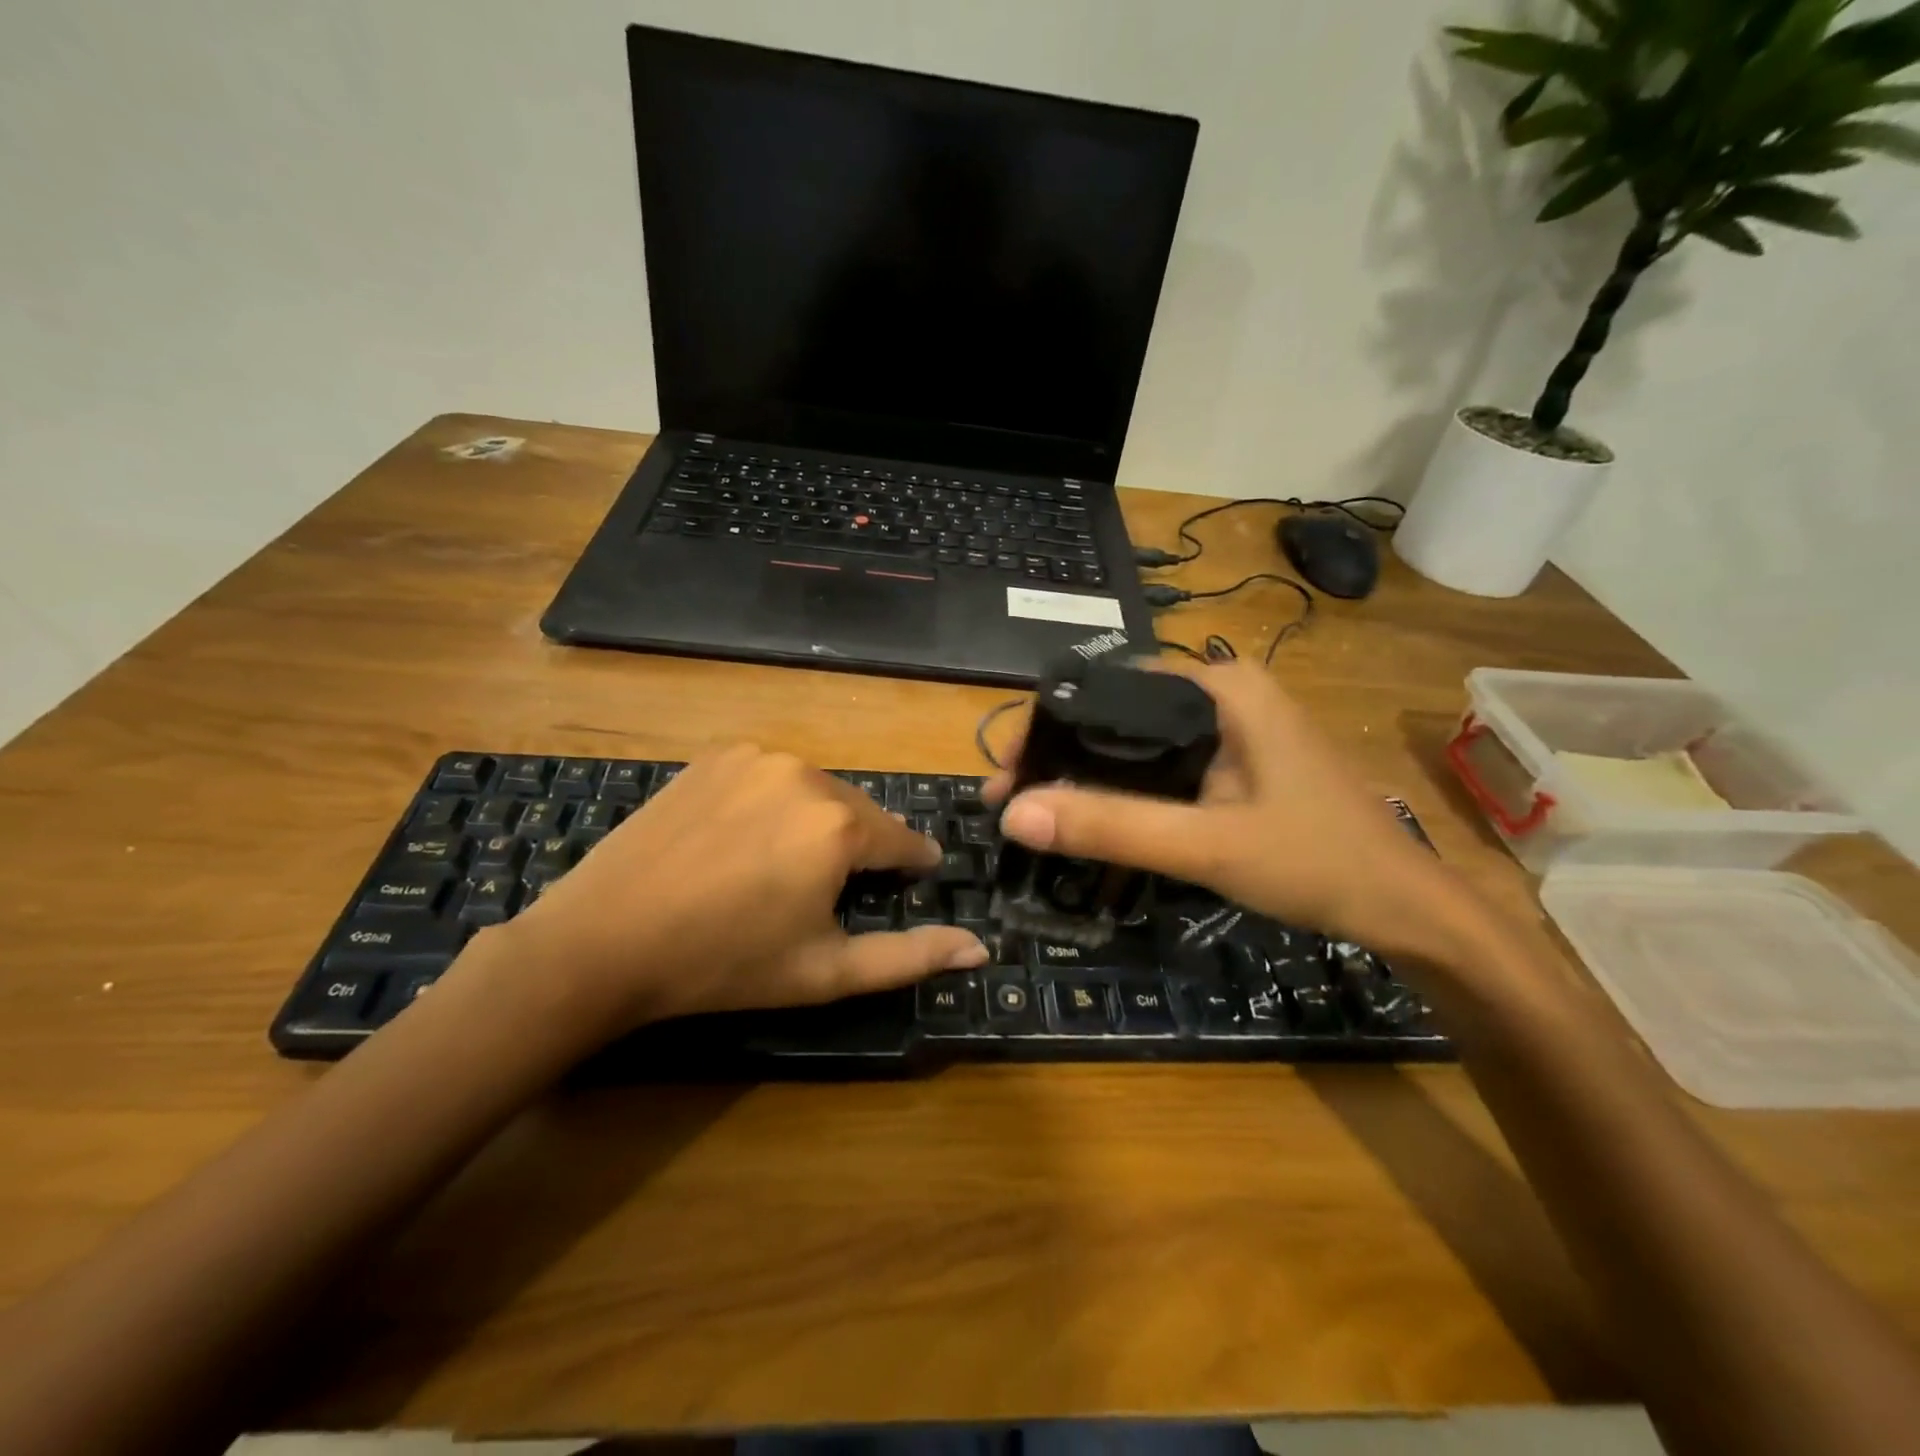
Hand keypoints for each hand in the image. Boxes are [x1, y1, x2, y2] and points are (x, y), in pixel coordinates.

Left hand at [492, 746, 988, 1037]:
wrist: (604, 940)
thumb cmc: (725, 964)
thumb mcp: (826, 972)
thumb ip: (910, 956)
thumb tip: (979, 947)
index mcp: (840, 825)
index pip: (904, 840)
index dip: (912, 865)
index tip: (913, 878)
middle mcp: (807, 774)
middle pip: (860, 813)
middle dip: (861, 847)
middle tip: (834, 891)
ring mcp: (757, 757)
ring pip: (817, 792)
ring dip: (819, 824)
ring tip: (785, 868)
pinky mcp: (717, 756)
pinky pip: (772, 777)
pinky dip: (776, 804)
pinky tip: (745, 840)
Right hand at [988, 659, 1487, 966]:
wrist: (1405, 909)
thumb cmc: (1317, 862)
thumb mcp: (1208, 845)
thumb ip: (1112, 827)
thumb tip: (1014, 815)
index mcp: (1220, 687)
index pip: (1108, 687)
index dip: (1048, 726)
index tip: (1007, 773)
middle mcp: (1223, 694)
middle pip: (1118, 714)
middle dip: (1061, 755)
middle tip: (1012, 801)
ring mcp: (1233, 730)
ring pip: (1138, 742)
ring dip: (1088, 776)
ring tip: (1039, 812)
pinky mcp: (1236, 764)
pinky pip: (1162, 766)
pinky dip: (1124, 790)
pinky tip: (1095, 818)